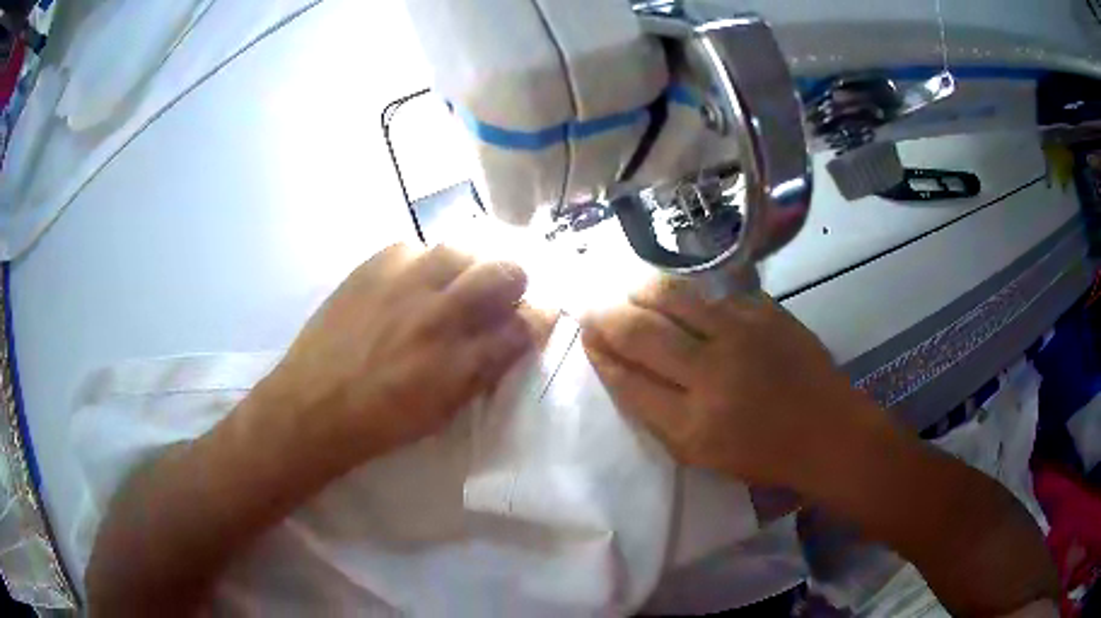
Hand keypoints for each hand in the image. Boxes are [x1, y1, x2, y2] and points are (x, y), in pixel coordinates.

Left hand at [262, 243, 537, 467]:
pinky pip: (414, 246)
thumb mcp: (444, 412)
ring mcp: (406, 283)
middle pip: (506, 271)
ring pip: (463, 248)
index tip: (536, 316)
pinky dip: (422, 262)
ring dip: (470, 264)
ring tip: (454, 281)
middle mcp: (441, 314)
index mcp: (463, 361)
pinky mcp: (373, 266)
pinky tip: (410, 281)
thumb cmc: (381, 423)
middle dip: (513, 281)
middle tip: (498, 294)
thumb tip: (505, 341)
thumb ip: (482, 371)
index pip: (526, 323)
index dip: (540, 316)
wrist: (313, 406)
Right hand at [580, 277, 872, 485]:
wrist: (829, 432)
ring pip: (672, 297)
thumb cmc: (764, 455)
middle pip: (641, 333)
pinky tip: (669, 291)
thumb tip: (623, 369)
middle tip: (592, 307)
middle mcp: (712, 375)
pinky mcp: (764, 312)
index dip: (600, 355)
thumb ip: (658, 415)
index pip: (628, 380)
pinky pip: (709, 292)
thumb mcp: (701, 455)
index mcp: (692, 426)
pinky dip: (680, 290)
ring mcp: (741, 335)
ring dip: (638, 290)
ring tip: (624, 290)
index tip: (586, 338)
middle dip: (606, 316)